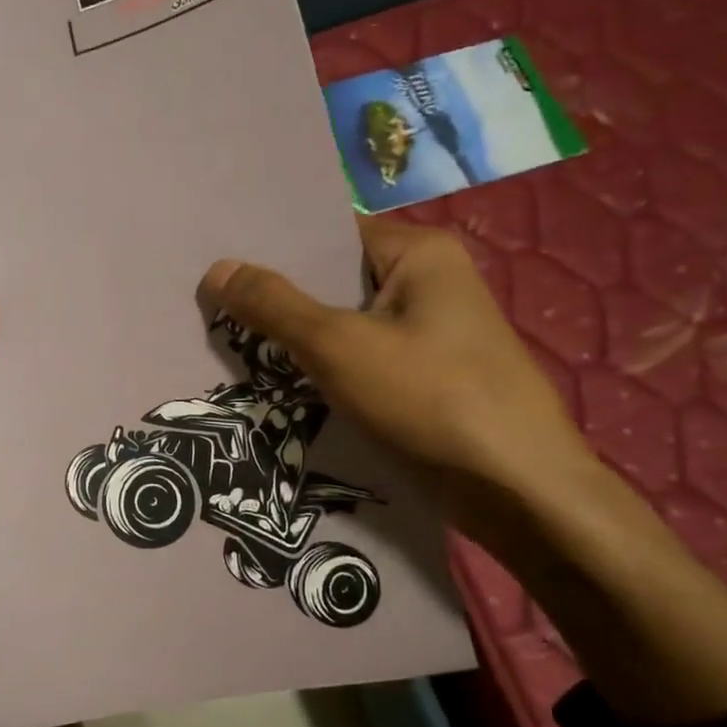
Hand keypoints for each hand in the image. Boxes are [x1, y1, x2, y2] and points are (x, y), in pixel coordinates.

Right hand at [200, 218, 593, 547]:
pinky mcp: (425, 379)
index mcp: (419, 254)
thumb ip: (274, 306)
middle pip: (334, 282)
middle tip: (209, 308)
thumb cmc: (430, 398)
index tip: (216, 265)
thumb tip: (216, 268)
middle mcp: (428, 284)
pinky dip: (323, 370)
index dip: (272, 251)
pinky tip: (276, 383)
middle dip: (277, 300)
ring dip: (296, 340)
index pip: (328, 237)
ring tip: (227, 344)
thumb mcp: (338, 346)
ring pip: (344, 326)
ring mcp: (429, 335)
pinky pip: (360, 361)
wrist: (517, 490)